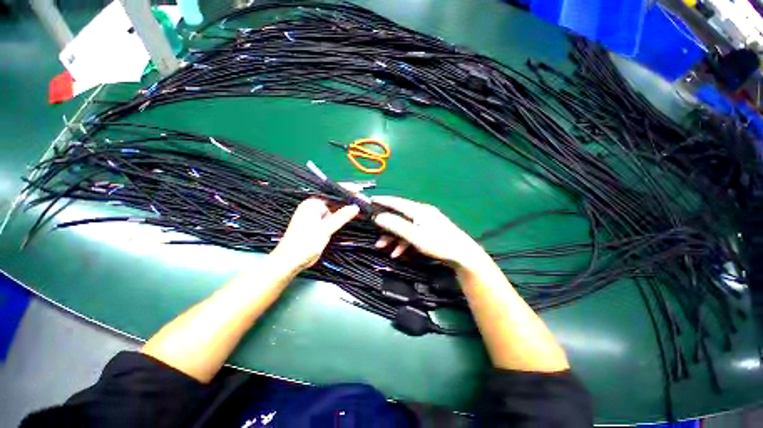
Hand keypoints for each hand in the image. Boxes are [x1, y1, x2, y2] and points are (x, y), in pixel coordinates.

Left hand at [271, 198, 359, 271]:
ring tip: (364, 208)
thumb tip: (355, 207)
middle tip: (365, 201)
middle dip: (350, 201)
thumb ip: (341, 217)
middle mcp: (315, 207)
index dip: (347, 191)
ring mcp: (318, 216)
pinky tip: (354, 217)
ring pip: (336, 210)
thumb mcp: (324, 229)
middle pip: (336, 201)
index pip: (333, 193)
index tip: (360, 190)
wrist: (291, 261)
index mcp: (312, 204)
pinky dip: (343, 218)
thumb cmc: (304, 243)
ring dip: (348, 210)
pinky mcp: (321, 225)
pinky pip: (334, 218)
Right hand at [372, 196, 489, 268]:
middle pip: (399, 216)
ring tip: (384, 248)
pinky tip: (398, 252)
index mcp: (418, 210)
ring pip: (404, 226)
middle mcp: (421, 212)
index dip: (383, 201)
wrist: (462, 255)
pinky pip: (412, 233)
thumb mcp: (414, 235)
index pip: (396, 202)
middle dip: (386, 226)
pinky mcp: (429, 230)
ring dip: (393, 237)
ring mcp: (426, 222)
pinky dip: (403, 241)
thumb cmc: (438, 243)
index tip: (370, 200)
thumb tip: (379, 217)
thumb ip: (396, 225)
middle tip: (375, 235)